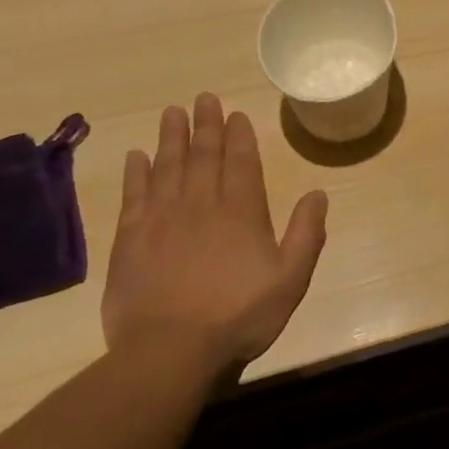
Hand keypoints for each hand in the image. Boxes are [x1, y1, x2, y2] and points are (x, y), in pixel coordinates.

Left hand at [101, 93, 327, 376]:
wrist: (171, 351)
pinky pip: (134, 196)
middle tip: (203, 98)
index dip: (239, 136)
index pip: (241, 163)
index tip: (235, 112)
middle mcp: (201, 206)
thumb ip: (306, 234)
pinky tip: (136, 156)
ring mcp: (161, 220)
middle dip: (206, 126)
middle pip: (203, 156)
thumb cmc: (240, 315)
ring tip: (173, 112)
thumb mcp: (291, 279)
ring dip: (171, 138)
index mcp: (241, 213)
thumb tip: (317, 193)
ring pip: (167, 167)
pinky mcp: (130, 240)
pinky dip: (135, 173)